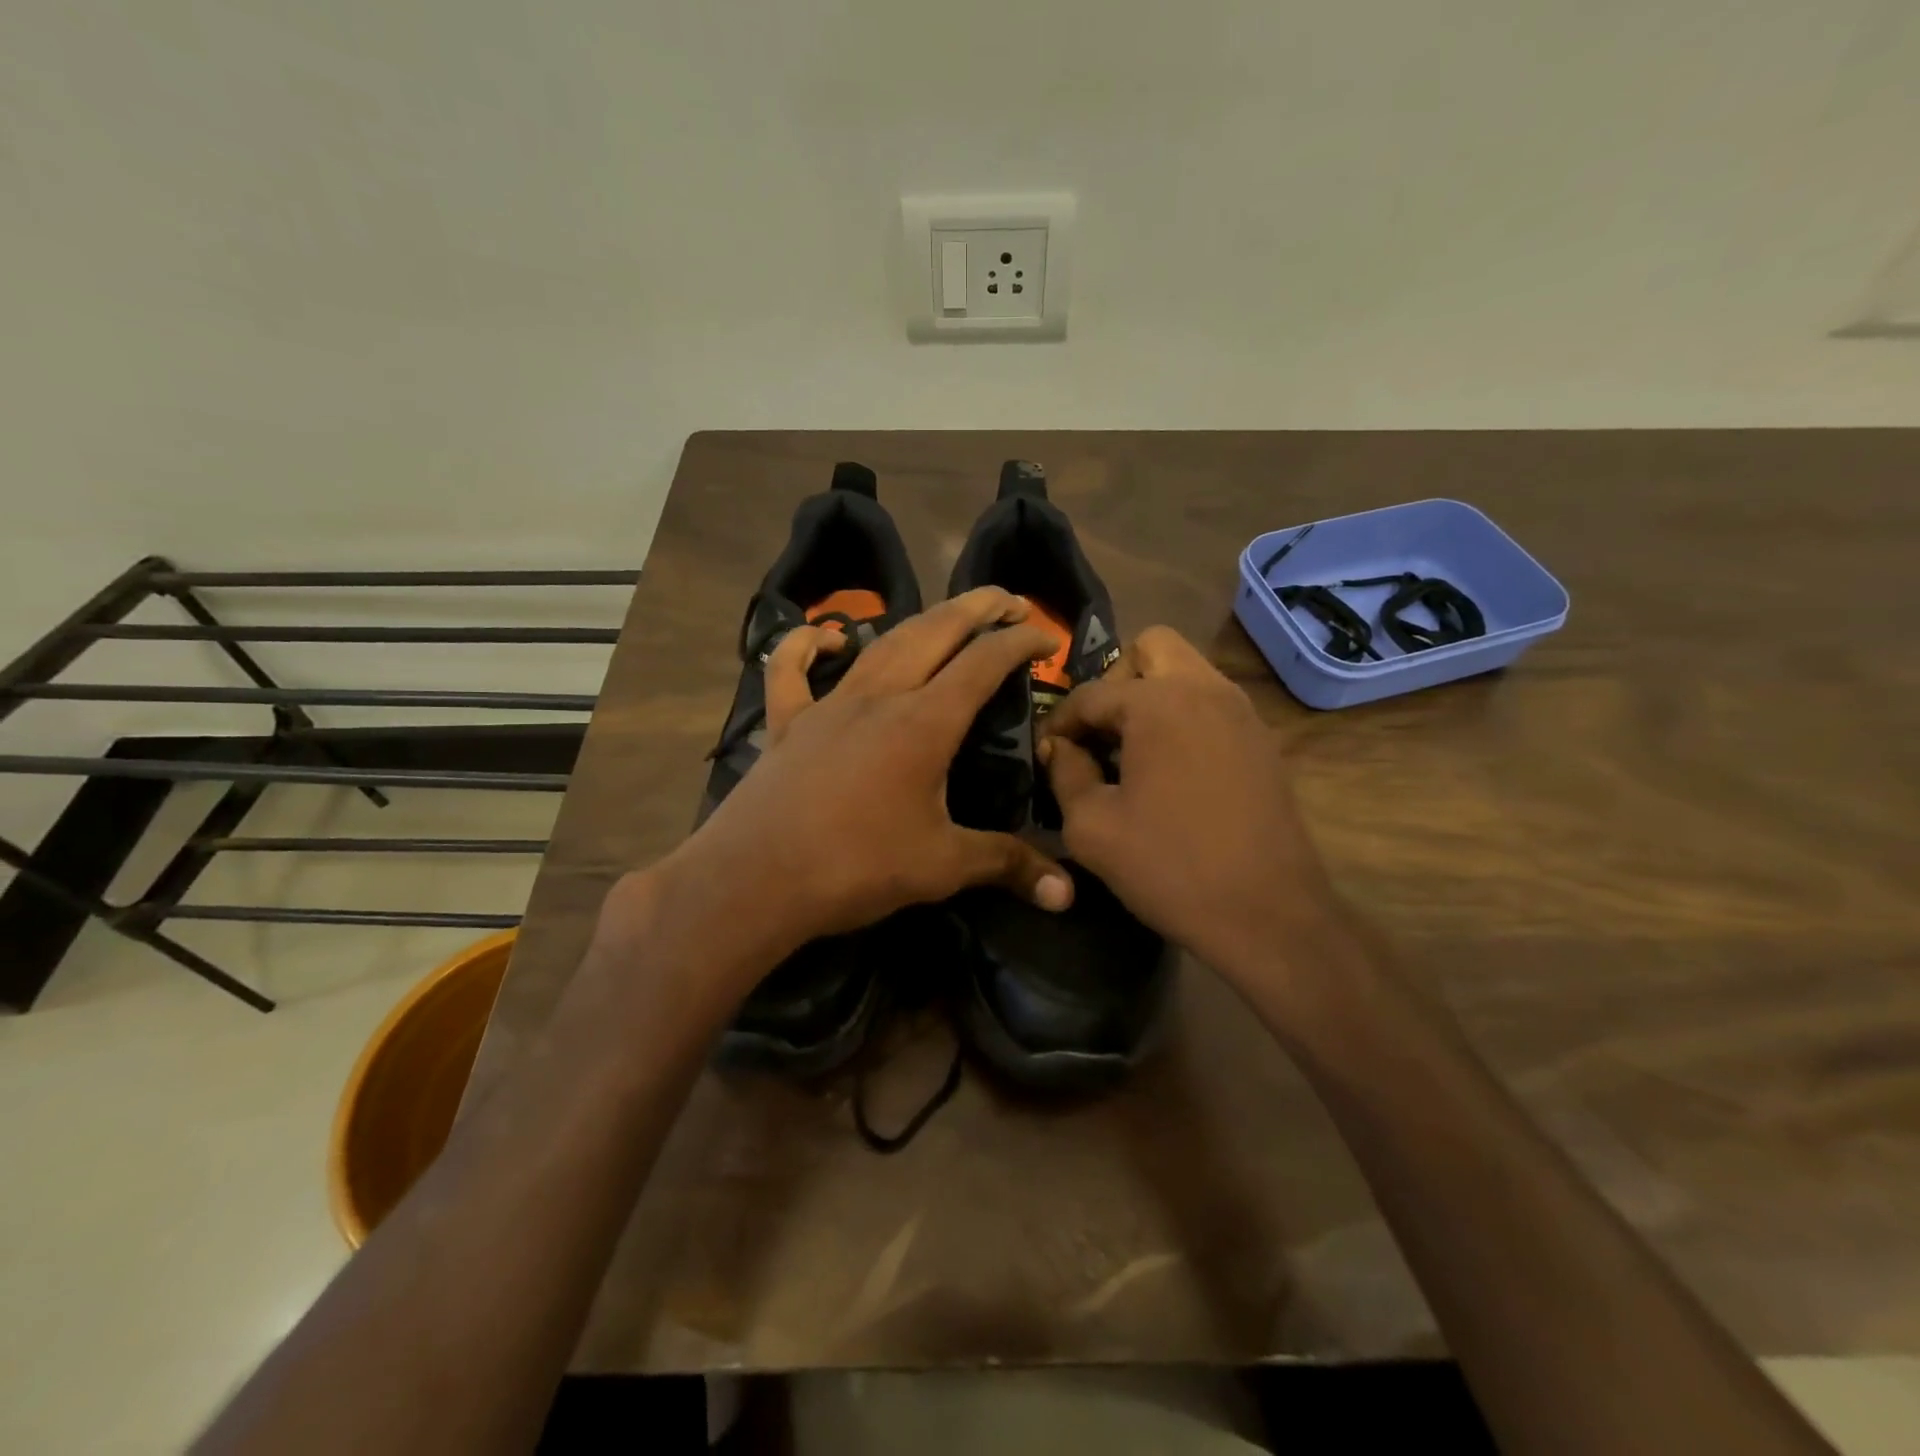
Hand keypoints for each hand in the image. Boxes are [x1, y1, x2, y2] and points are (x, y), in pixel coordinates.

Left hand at [645, 588, 1073, 971]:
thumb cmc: (856, 868)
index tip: (1048, 637)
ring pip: (880, 643)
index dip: (1020, 642)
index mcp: (924, 723)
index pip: (984, 663)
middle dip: (978, 608)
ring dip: (921, 621)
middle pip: (936, 633)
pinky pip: (791, 670)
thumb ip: (1006, 865)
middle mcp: (880, 697)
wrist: (755, 880)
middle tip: (1009, 599)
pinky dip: (805, 645)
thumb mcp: (941, 867)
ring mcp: (829, 704)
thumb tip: (1067, 894)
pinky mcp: (788, 722)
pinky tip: (825, 637)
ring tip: (948, 614)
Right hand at [1037, 626, 1338, 980]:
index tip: (1048, 752)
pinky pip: (1212, 702)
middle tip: (1101, 731)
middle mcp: (1205, 689)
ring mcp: (1241, 712)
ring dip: (1152, 695)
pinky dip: (1184, 717)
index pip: (1091, 693)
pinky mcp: (1262, 740)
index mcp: (1158, 702)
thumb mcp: (1092, 827)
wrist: (1268, 914)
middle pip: (1151, 647)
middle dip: (1116, 680)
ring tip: (1132, 750)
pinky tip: (1172, 769)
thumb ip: (1065, 773)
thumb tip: (1060, 748)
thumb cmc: (1169, 867)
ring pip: (1188, 670)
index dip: (1060, 721)